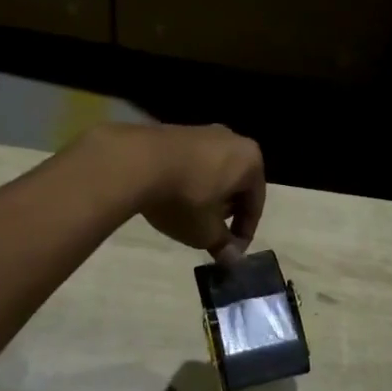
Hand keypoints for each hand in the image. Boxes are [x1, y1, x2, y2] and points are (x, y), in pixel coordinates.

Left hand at [92, 123, 265, 260]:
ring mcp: (202, 131)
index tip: (231, 252)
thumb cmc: (185, 198)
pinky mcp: (175, 131)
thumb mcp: (206, 232)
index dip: (244, 232)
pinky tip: (172, 197)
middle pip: (236, 183)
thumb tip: (232, 259)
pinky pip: (192, 162)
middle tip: (213, 234)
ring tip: (191, 217)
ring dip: (207, 195)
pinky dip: (188, 181)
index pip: (255, 203)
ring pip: (213, 171)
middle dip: (226, 211)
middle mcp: (231, 139)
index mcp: (250, 160)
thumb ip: (223, 245)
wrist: (136, 162)